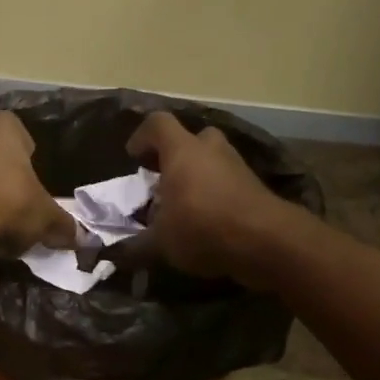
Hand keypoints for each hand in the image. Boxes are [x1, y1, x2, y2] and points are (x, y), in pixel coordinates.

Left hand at [0, 111, 77, 274]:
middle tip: (28, 204)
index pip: (18, 128)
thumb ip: (65, 225)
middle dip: (10, 179)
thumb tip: (84, 239)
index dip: (30, 149)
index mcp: (1, 130)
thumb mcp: (48, 218)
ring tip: (10, 226)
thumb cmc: (8, 204)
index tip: (39, 173)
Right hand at [115, 112, 294, 285]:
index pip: (158, 124)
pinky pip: (227, 183)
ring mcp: (237, 166)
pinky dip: (215, 195)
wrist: (266, 241)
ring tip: (183, 206)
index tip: (133, 157)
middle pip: (190, 139)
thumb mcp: (159, 243)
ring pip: (212, 161)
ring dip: (197, 177)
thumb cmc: (202, 228)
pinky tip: (206, 221)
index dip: (142, 137)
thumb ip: (134, 246)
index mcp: (182, 151)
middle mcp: (211, 150)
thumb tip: (113, 256)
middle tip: (162, 180)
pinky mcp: (255, 187)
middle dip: (174, 156)